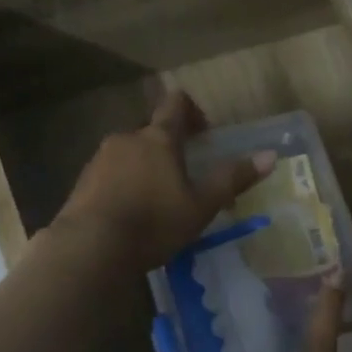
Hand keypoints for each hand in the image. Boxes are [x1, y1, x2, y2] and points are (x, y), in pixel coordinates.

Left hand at [55, 90, 273, 272]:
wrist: (91, 246)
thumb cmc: (154, 223)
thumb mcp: (201, 205)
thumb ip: (232, 179)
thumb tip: (270, 156)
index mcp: (159, 138)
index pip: (176, 104)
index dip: (193, 111)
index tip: (204, 133)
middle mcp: (126, 139)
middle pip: (151, 132)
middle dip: (168, 148)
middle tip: (184, 178)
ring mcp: (99, 159)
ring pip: (128, 154)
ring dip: (144, 169)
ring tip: (156, 203)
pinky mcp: (82, 182)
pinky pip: (109, 176)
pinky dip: (122, 186)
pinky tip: (130, 215)